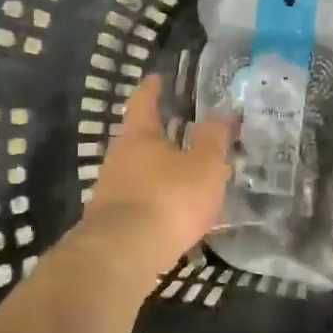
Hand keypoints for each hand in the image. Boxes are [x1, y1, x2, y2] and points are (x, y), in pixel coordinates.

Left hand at [79, 75, 232, 278]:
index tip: (158, 78)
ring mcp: (111, 190)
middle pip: (140, 138)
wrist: (124, 254)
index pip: (144, 102)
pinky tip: (176, 210)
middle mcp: (118, 157)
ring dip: (162, 170)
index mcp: (139, 136)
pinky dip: (158, 198)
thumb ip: (214, 139)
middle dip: (162, 135)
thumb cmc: (169, 198)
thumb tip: (221, 113)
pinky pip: (141, 199)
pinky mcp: (112, 221)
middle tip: (187, 132)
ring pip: (140, 171)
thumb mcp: (205, 165)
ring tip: (189, 175)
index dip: (153, 89)